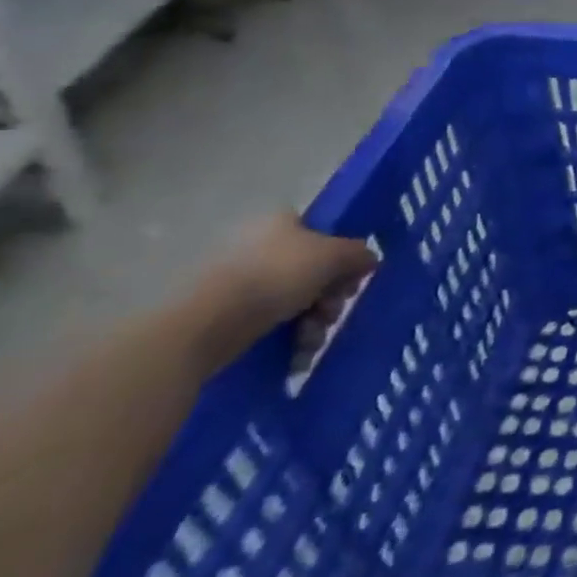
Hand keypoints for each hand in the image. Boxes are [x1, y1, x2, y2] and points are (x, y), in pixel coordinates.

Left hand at [194, 214, 377, 372]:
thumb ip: (360, 253)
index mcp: (281, 223)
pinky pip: (271, 322)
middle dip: (331, 297)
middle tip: (332, 312)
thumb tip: (368, 260)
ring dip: (315, 322)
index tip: (351, 279)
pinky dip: (289, 338)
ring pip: (296, 300)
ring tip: (311, 340)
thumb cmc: (277, 277)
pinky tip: (297, 353)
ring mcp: (240, 281)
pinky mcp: (226, 314)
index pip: (324, 233)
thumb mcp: (335, 256)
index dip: (343, 256)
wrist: (208, 324)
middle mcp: (260, 246)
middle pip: (314, 271)